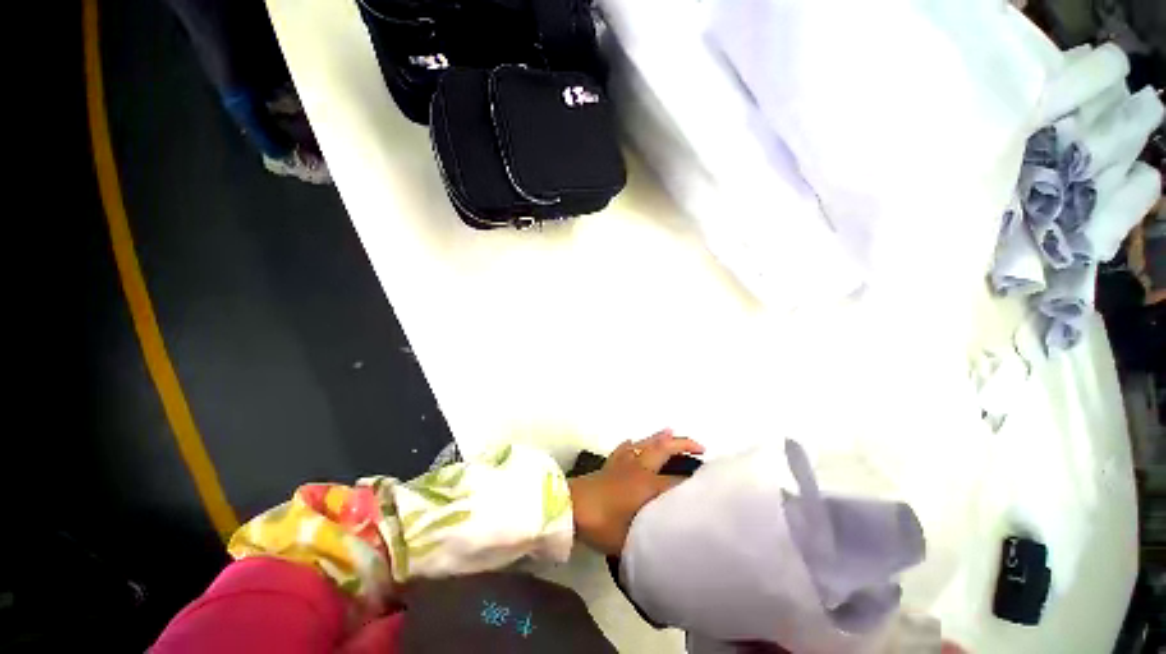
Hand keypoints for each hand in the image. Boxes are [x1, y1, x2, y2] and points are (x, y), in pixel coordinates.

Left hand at [567, 429, 704, 554]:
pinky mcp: (610, 463)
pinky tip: (633, 441)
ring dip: (660, 437)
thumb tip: (665, 539)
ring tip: (670, 431)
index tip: (709, 483)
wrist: (572, 506)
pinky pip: (624, 449)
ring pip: (646, 443)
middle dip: (683, 445)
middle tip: (699, 447)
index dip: (693, 483)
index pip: (677, 481)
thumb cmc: (603, 524)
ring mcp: (624, 463)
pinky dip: (632, 444)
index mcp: (648, 486)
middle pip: (664, 450)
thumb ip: (651, 538)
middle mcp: (640, 469)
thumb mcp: (632, 540)